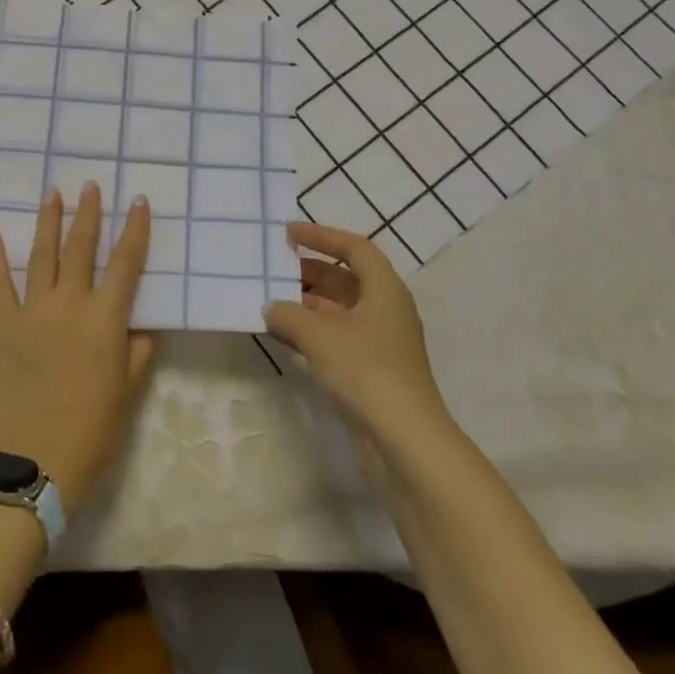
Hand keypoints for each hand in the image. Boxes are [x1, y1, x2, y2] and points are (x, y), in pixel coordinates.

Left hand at [0, 182, 155, 516]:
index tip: (139, 202)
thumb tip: (142, 322)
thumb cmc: (96, 424)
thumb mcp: (130, 385)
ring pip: (42, 256)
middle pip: (81, 248)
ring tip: (52, 193)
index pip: (126, 262)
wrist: (41, 456)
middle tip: (90, 186)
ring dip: (48, 222)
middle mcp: (70, 303)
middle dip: (87, 213)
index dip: (135, 230)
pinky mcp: (5, 325)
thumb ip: (139, 347)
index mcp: (105, 317)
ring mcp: (34, 311)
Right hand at [265, 223, 454, 443]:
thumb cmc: (365, 370)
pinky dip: (312, 331)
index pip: (354, 248)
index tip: (288, 234)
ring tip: (270, 302)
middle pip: (346, 279)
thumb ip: (287, 313)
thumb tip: (271, 308)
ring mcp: (381, 341)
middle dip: (309, 272)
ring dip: (306, 304)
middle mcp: (386, 309)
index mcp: (384, 289)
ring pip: (339, 310)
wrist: (404, 439)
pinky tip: (283, 336)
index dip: (321, 236)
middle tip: (273, 270)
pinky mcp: (372, 369)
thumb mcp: (318, 334)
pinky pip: (337, 336)